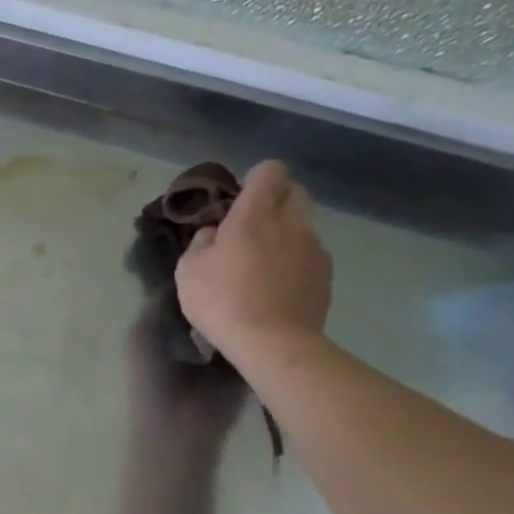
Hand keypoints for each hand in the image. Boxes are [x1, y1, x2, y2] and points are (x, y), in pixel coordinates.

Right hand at [175, 160, 331, 369]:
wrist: (272, 342)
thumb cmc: (221, 301)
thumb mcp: (188, 270)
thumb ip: (201, 242)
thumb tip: (215, 233)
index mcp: (255, 215)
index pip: (270, 171)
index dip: (255, 179)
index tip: (237, 200)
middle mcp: (291, 223)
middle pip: (295, 191)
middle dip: (275, 199)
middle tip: (251, 225)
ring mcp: (314, 248)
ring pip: (303, 225)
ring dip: (285, 233)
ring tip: (262, 264)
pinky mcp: (325, 274)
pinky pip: (309, 255)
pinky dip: (294, 261)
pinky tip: (276, 287)